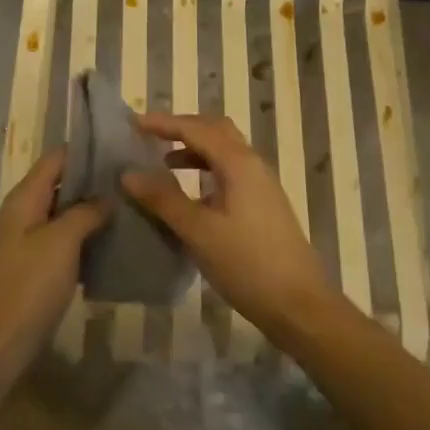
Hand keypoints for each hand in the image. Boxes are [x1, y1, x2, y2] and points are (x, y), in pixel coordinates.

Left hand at [0, 149, 107, 374]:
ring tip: (128, 205)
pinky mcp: (32, 268)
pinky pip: (61, 241)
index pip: (55, 158)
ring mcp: (25, 242)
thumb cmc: (29, 286)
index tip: (119, 146)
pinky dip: (83, 237)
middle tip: (131, 178)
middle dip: (92, 180)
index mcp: (24, 198)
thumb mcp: (62, 242)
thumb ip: (85, 212)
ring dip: (90, 210)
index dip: (85, 150)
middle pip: (59, 184)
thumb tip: (106, 196)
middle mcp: (22, 213)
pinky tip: (110, 241)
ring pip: (62, 214)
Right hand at [121, 113, 340, 344]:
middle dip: (182, 128)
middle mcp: (252, 165)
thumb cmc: (248, 264)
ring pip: (224, 152)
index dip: (163, 123)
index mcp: (238, 163)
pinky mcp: (263, 205)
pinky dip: (206, 171)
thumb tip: (129, 173)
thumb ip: (164, 199)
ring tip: (163, 163)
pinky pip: (230, 172)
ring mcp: (261, 185)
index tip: (133, 123)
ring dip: (194, 150)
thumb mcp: (199, 232)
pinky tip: (191, 196)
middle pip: (215, 130)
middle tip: (150, 136)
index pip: (195, 129)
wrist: (300, 305)